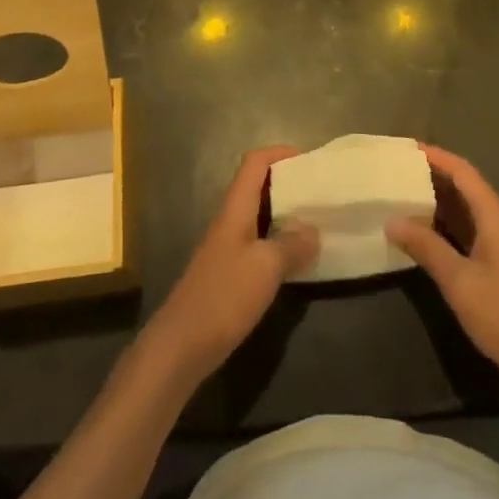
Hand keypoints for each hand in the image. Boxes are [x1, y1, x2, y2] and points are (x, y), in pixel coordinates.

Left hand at [143, 146, 318, 383]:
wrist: (181, 346)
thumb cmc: (224, 296)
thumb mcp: (265, 267)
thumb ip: (291, 244)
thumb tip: (313, 229)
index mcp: (235, 209)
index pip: (254, 163)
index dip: (279, 153)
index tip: (308, 159)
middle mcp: (229, 221)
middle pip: (256, 187)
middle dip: (286, 183)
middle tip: (317, 192)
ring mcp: (226, 248)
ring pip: (257, 216)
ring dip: (283, 214)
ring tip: (314, 222)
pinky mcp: (227, 274)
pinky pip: (256, 244)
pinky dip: (277, 243)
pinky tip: (295, 260)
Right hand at [386, 145, 498, 401]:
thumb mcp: (459, 281)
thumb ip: (426, 247)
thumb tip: (391, 220)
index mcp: (494, 214)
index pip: (462, 171)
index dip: (435, 156)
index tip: (405, 148)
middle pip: (464, 186)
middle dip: (432, 175)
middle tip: (396, 171)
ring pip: (465, 209)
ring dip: (437, 201)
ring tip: (401, 195)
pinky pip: (468, 230)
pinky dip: (445, 225)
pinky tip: (422, 233)